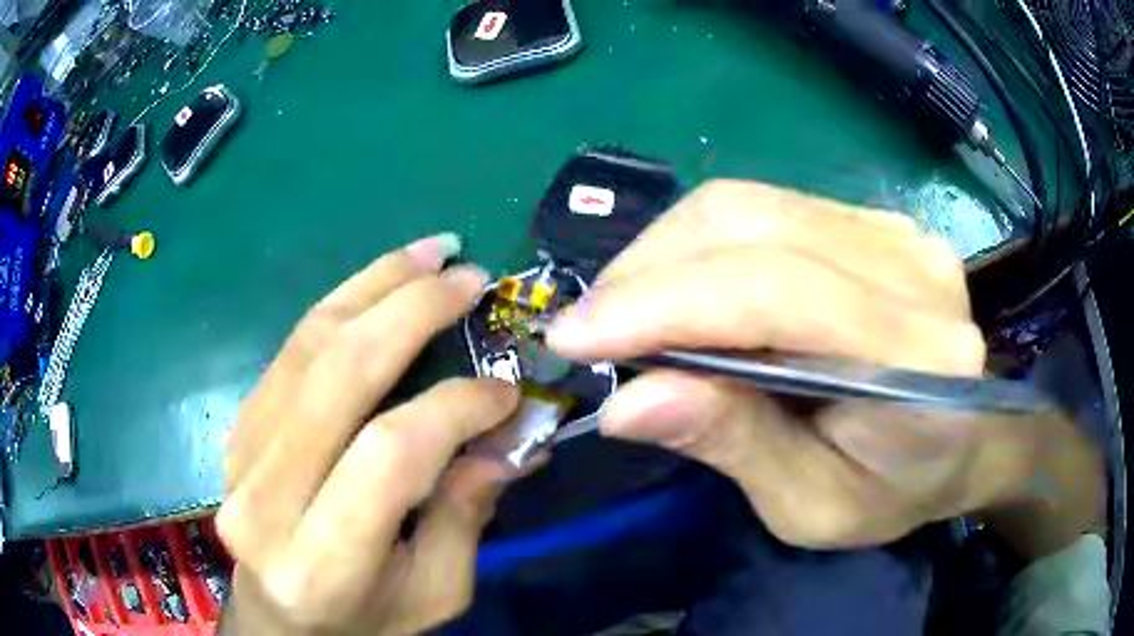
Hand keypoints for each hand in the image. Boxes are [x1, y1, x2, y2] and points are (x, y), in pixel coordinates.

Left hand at [218, 234, 519, 634]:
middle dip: (412, 310)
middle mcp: (265, 500)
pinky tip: (380, 284)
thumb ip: (466, 516)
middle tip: (470, 275)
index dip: (455, 407)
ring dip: (374, 284)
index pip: (390, 454)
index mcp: (320, 563)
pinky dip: (341, 304)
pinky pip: (291, 349)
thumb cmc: (363, 620)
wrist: (278, 619)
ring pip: (308, 345)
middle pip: (337, 376)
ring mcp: (240, 453)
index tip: (506, 388)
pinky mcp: (239, 426)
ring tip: (431, 252)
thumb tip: (508, 437)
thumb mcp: (433, 592)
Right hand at [547, 180, 1098, 550]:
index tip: (572, 337)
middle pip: (753, 225)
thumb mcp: (811, 508)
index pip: (777, 293)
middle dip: (647, 271)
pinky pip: (767, 208)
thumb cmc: (894, 493)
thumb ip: (734, 446)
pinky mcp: (876, 221)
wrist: (963, 444)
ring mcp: (897, 231)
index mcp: (920, 359)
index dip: (662, 304)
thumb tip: (627, 403)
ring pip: (749, 203)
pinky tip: (683, 289)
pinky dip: (702, 245)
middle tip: (591, 328)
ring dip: (665, 252)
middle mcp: (915, 269)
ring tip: (627, 309)